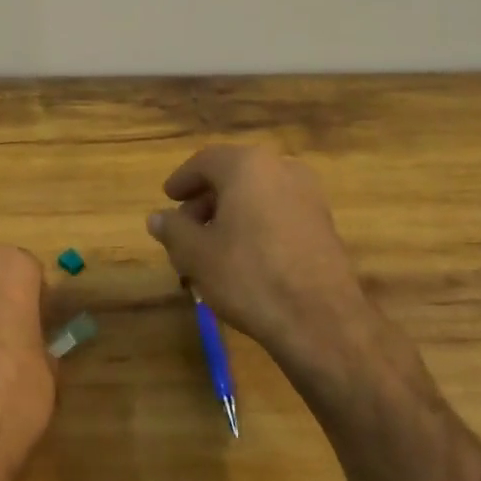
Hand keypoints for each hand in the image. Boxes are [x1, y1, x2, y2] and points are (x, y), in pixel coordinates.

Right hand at [147, 146, 413, 392]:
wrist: (321, 319)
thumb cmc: (249, 276)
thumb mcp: (196, 254)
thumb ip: (172, 230)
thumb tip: (156, 218)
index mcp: (247, 165)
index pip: (205, 161)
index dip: (182, 180)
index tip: (168, 198)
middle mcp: (281, 168)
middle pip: (233, 176)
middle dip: (206, 200)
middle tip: (185, 228)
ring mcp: (308, 195)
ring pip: (257, 195)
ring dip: (231, 214)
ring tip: (211, 247)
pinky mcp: (324, 223)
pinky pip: (278, 212)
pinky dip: (256, 224)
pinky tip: (244, 257)